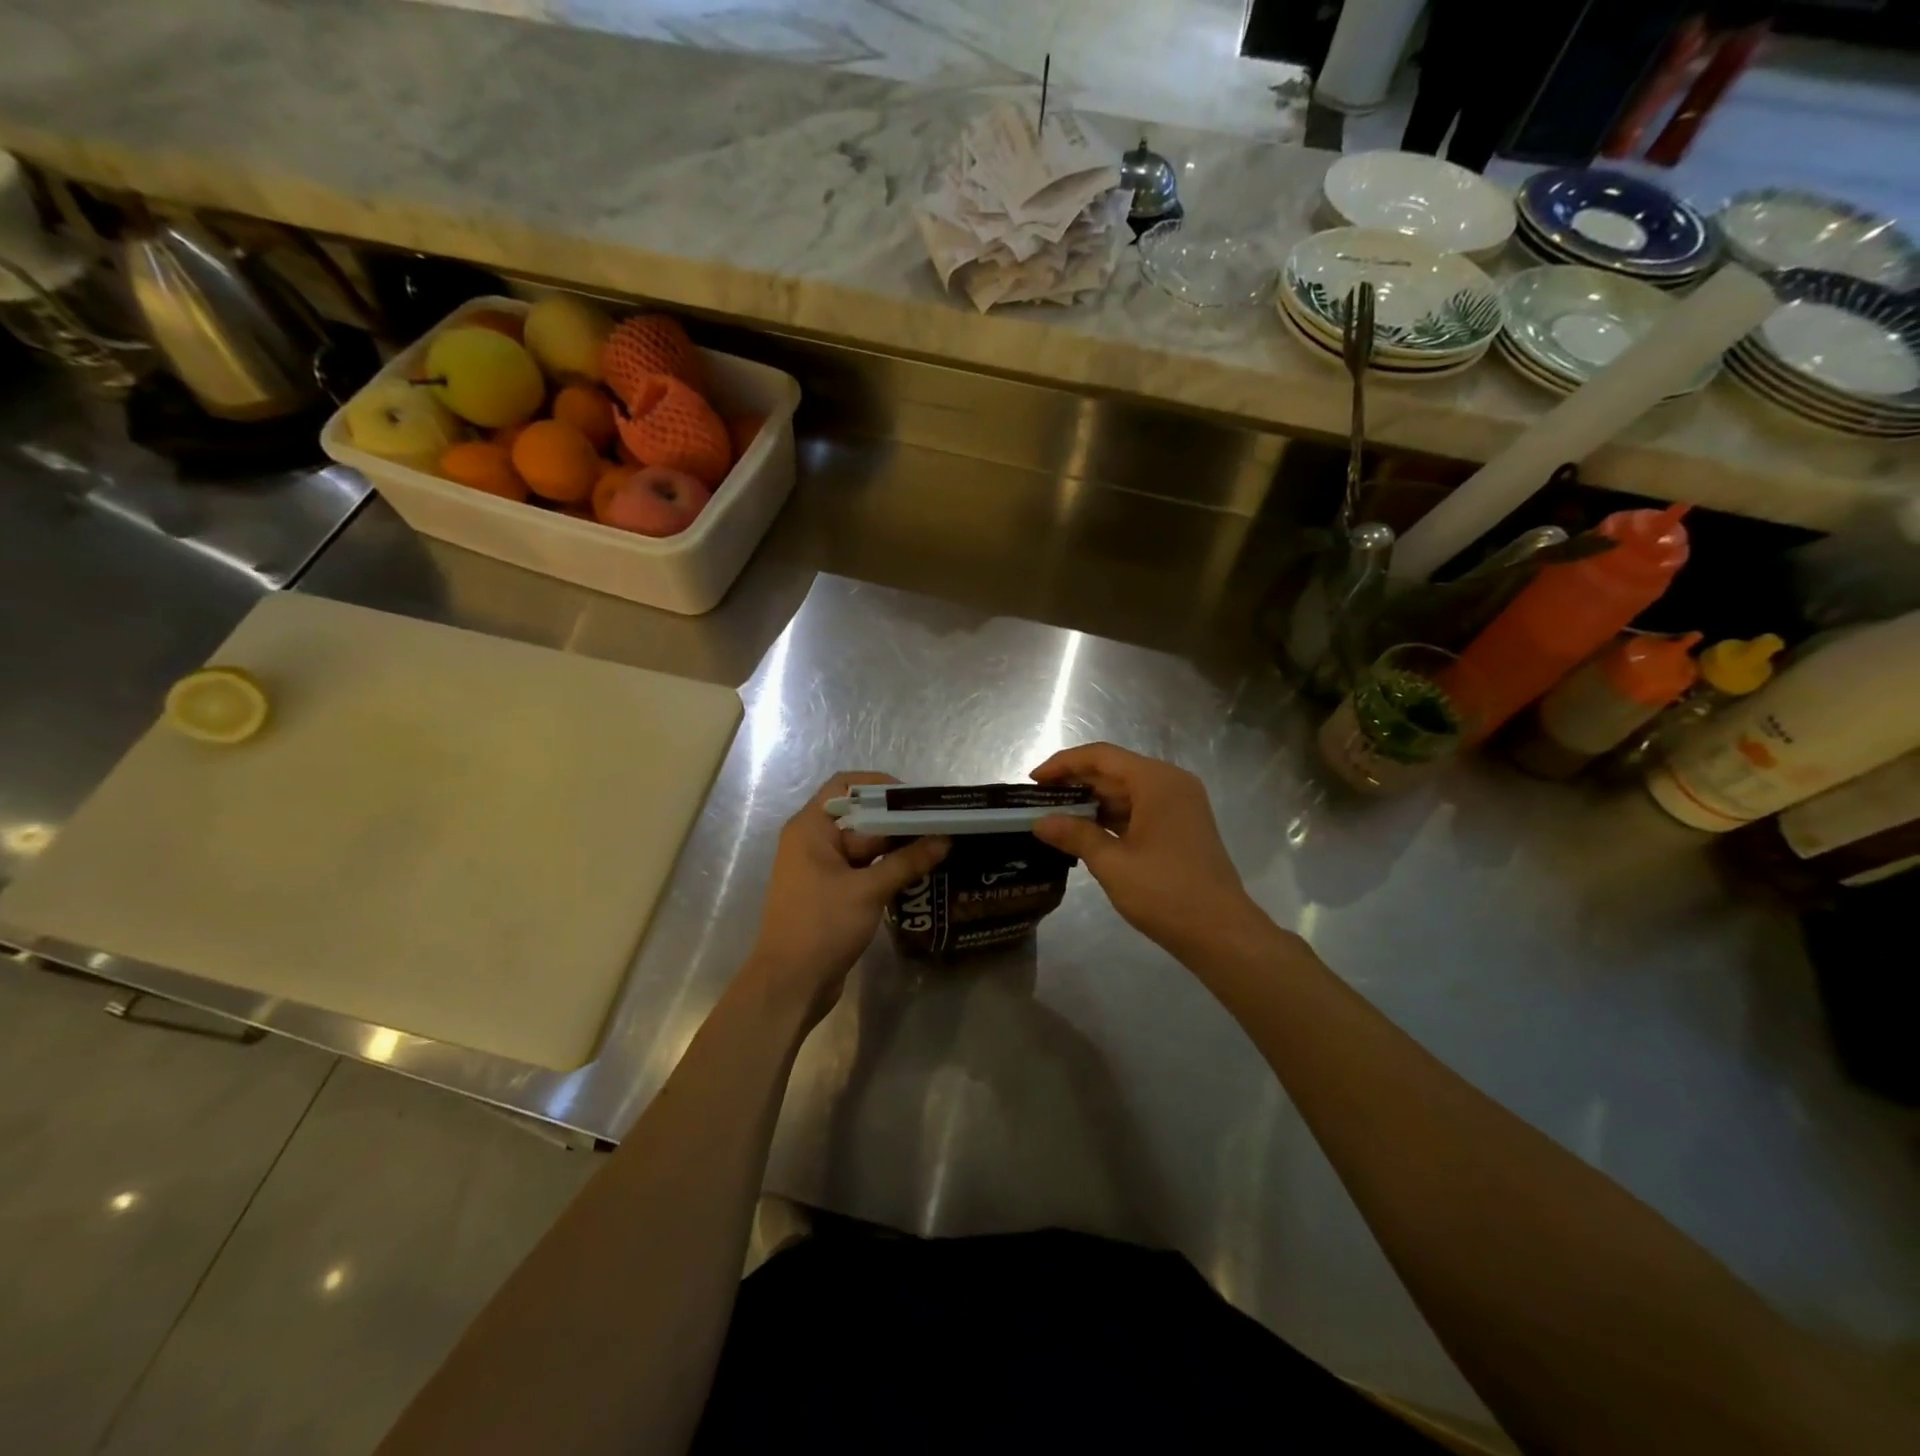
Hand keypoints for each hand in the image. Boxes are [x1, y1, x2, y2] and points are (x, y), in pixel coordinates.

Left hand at [742, 773, 948, 1026]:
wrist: (790, 985)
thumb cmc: (822, 926)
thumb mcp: (869, 890)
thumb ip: (907, 862)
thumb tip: (944, 839)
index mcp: (810, 828)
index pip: (845, 786)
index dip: (880, 786)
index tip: (916, 799)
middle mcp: (812, 841)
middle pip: (859, 815)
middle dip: (896, 820)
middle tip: (937, 824)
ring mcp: (820, 868)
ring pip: (863, 845)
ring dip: (894, 846)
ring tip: (936, 846)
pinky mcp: (830, 892)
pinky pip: (861, 869)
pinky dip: (885, 868)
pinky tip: (917, 873)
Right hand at [1030, 743, 1277, 964]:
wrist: (1222, 933)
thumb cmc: (1166, 892)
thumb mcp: (1112, 863)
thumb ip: (1075, 835)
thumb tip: (1039, 822)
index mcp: (1157, 781)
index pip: (1101, 756)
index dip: (1063, 764)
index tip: (1033, 780)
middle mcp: (1171, 783)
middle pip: (1115, 771)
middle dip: (1076, 783)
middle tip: (1038, 801)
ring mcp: (1181, 805)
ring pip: (1127, 791)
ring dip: (1092, 802)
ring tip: (1055, 817)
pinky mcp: (1182, 827)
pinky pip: (1140, 809)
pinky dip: (1112, 817)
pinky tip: (1086, 833)